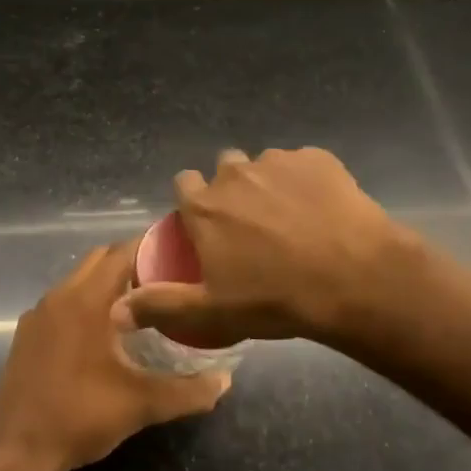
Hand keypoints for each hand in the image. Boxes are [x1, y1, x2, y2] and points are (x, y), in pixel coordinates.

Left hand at [0, 242, 230, 470]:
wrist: (15, 451)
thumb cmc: (79, 417)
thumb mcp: (140, 405)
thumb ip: (187, 391)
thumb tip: (226, 381)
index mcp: (85, 300)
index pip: (121, 253)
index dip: (151, 249)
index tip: (179, 254)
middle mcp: (59, 296)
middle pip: (99, 260)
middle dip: (131, 263)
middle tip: (166, 281)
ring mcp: (38, 315)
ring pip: (78, 280)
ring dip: (107, 284)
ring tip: (142, 305)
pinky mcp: (28, 334)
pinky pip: (63, 302)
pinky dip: (86, 303)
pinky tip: (105, 334)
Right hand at [113, 147, 409, 348]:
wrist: (354, 279)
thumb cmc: (275, 298)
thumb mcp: (212, 311)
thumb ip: (161, 305)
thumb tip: (116, 311)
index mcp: (204, 205)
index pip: (184, 184)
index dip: (194, 202)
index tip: (208, 225)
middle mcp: (235, 174)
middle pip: (225, 169)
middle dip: (232, 190)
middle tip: (253, 226)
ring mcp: (278, 162)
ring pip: (264, 166)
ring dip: (269, 184)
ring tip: (292, 218)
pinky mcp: (318, 159)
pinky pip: (303, 164)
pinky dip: (306, 181)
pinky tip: (322, 209)